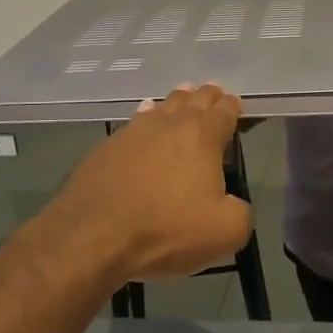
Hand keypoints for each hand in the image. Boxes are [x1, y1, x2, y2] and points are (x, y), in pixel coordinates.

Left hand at [42, 84, 253, 283]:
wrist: (92, 238)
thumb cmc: (167, 229)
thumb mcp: (226, 231)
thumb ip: (239, 211)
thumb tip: (230, 203)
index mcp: (203, 135)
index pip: (224, 110)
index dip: (233, 107)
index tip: (236, 106)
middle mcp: (170, 123)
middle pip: (193, 99)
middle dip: (207, 96)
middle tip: (214, 94)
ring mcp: (133, 132)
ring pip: (162, 106)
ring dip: (176, 102)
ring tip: (183, 98)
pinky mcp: (105, 148)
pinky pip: (134, 123)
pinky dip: (146, 117)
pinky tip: (144, 117)